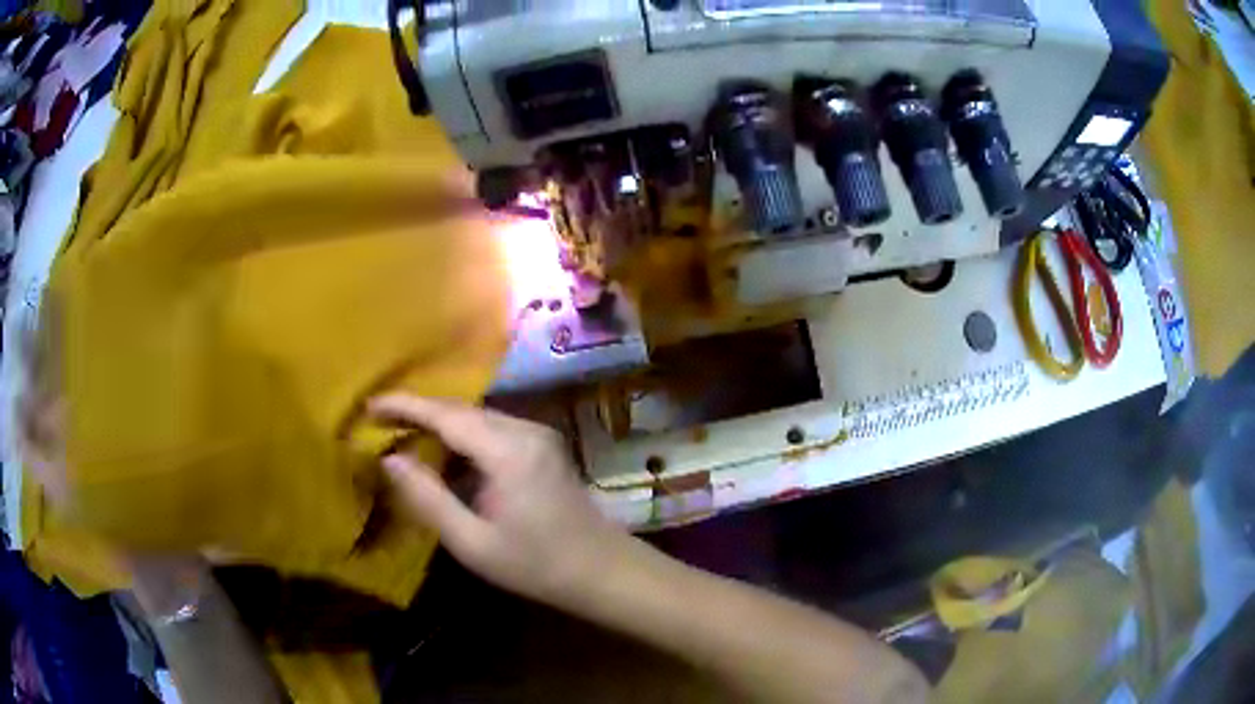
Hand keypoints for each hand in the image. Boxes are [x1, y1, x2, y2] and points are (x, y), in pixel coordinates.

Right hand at [369, 395, 625, 606]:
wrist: (602, 571)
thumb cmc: (536, 565)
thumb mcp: (472, 542)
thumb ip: (428, 497)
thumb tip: (389, 459)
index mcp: (508, 450)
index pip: (445, 414)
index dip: (404, 406)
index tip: (369, 405)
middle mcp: (525, 429)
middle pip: (462, 410)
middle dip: (419, 412)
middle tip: (379, 423)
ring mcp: (539, 434)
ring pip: (478, 416)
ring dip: (440, 423)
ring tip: (402, 435)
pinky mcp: (544, 445)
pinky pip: (494, 428)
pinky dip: (463, 436)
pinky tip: (444, 453)